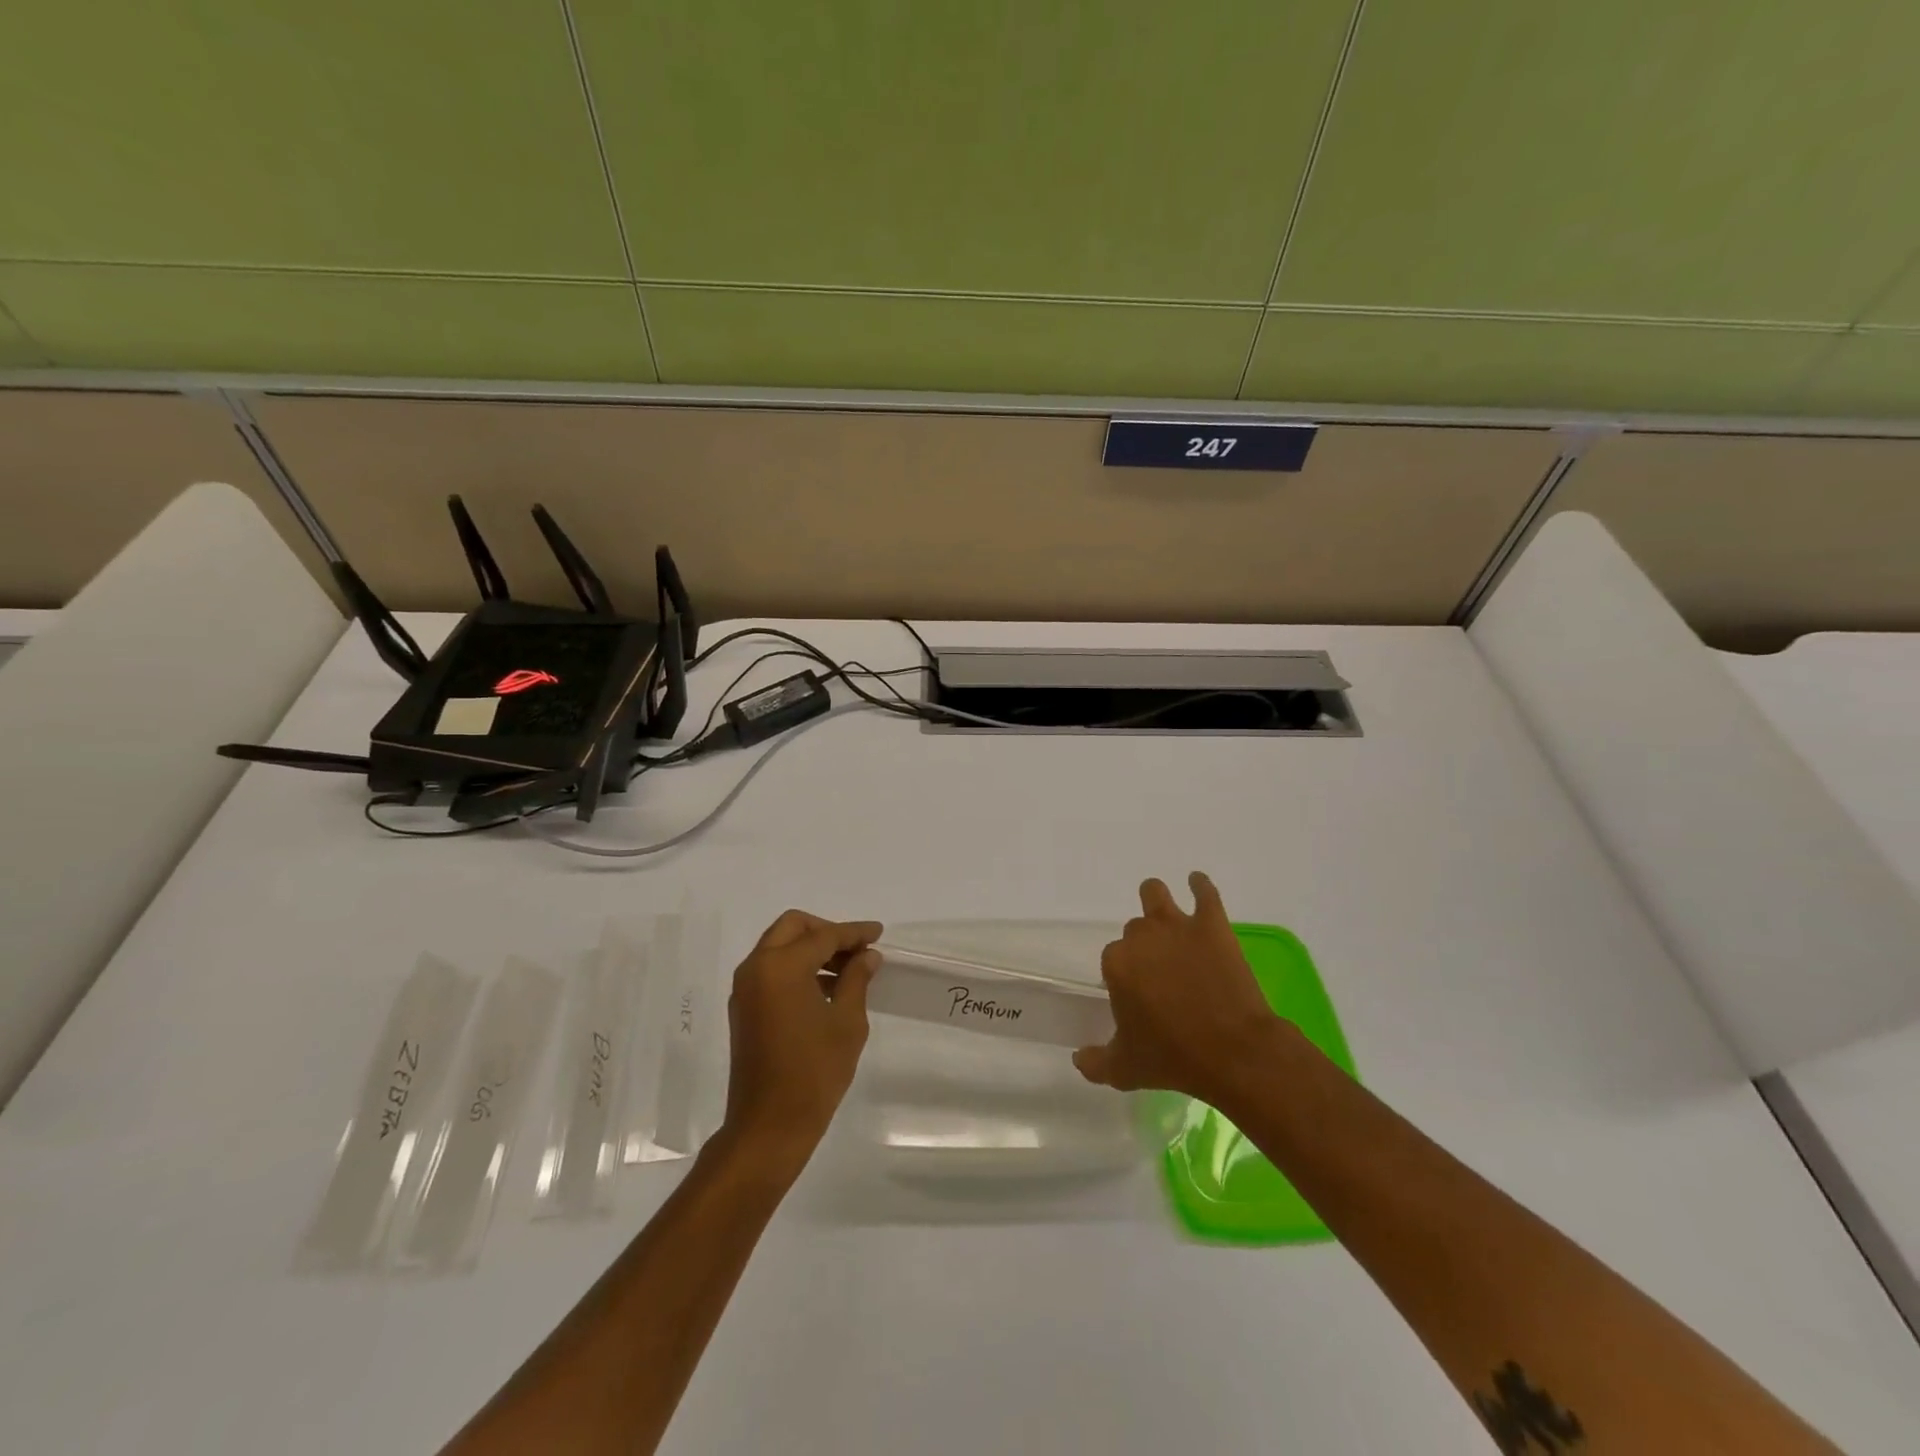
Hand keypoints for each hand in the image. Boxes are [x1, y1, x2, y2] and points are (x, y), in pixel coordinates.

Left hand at [722, 910, 882, 1171]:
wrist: (768, 1127)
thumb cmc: (814, 1072)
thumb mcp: (846, 1022)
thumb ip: (856, 980)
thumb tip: (867, 956)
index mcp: (781, 966)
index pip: (824, 936)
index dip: (854, 933)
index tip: (878, 933)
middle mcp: (756, 968)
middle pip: (793, 928)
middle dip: (826, 931)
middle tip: (857, 949)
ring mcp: (745, 989)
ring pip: (779, 947)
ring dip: (811, 950)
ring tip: (848, 971)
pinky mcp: (743, 1009)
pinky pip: (771, 970)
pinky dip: (796, 968)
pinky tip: (825, 990)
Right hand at [1074, 873, 1288, 1112]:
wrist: (1235, 1053)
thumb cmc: (1174, 1059)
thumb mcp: (1125, 1070)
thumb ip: (1095, 1062)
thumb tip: (1079, 1058)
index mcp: (1116, 963)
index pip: (1112, 959)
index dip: (1124, 976)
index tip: (1137, 995)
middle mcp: (1141, 936)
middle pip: (1134, 930)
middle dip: (1143, 946)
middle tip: (1160, 971)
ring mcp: (1178, 926)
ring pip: (1155, 893)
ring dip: (1156, 899)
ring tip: (1163, 913)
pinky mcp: (1213, 925)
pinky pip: (1205, 891)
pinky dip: (1200, 885)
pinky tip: (1198, 884)